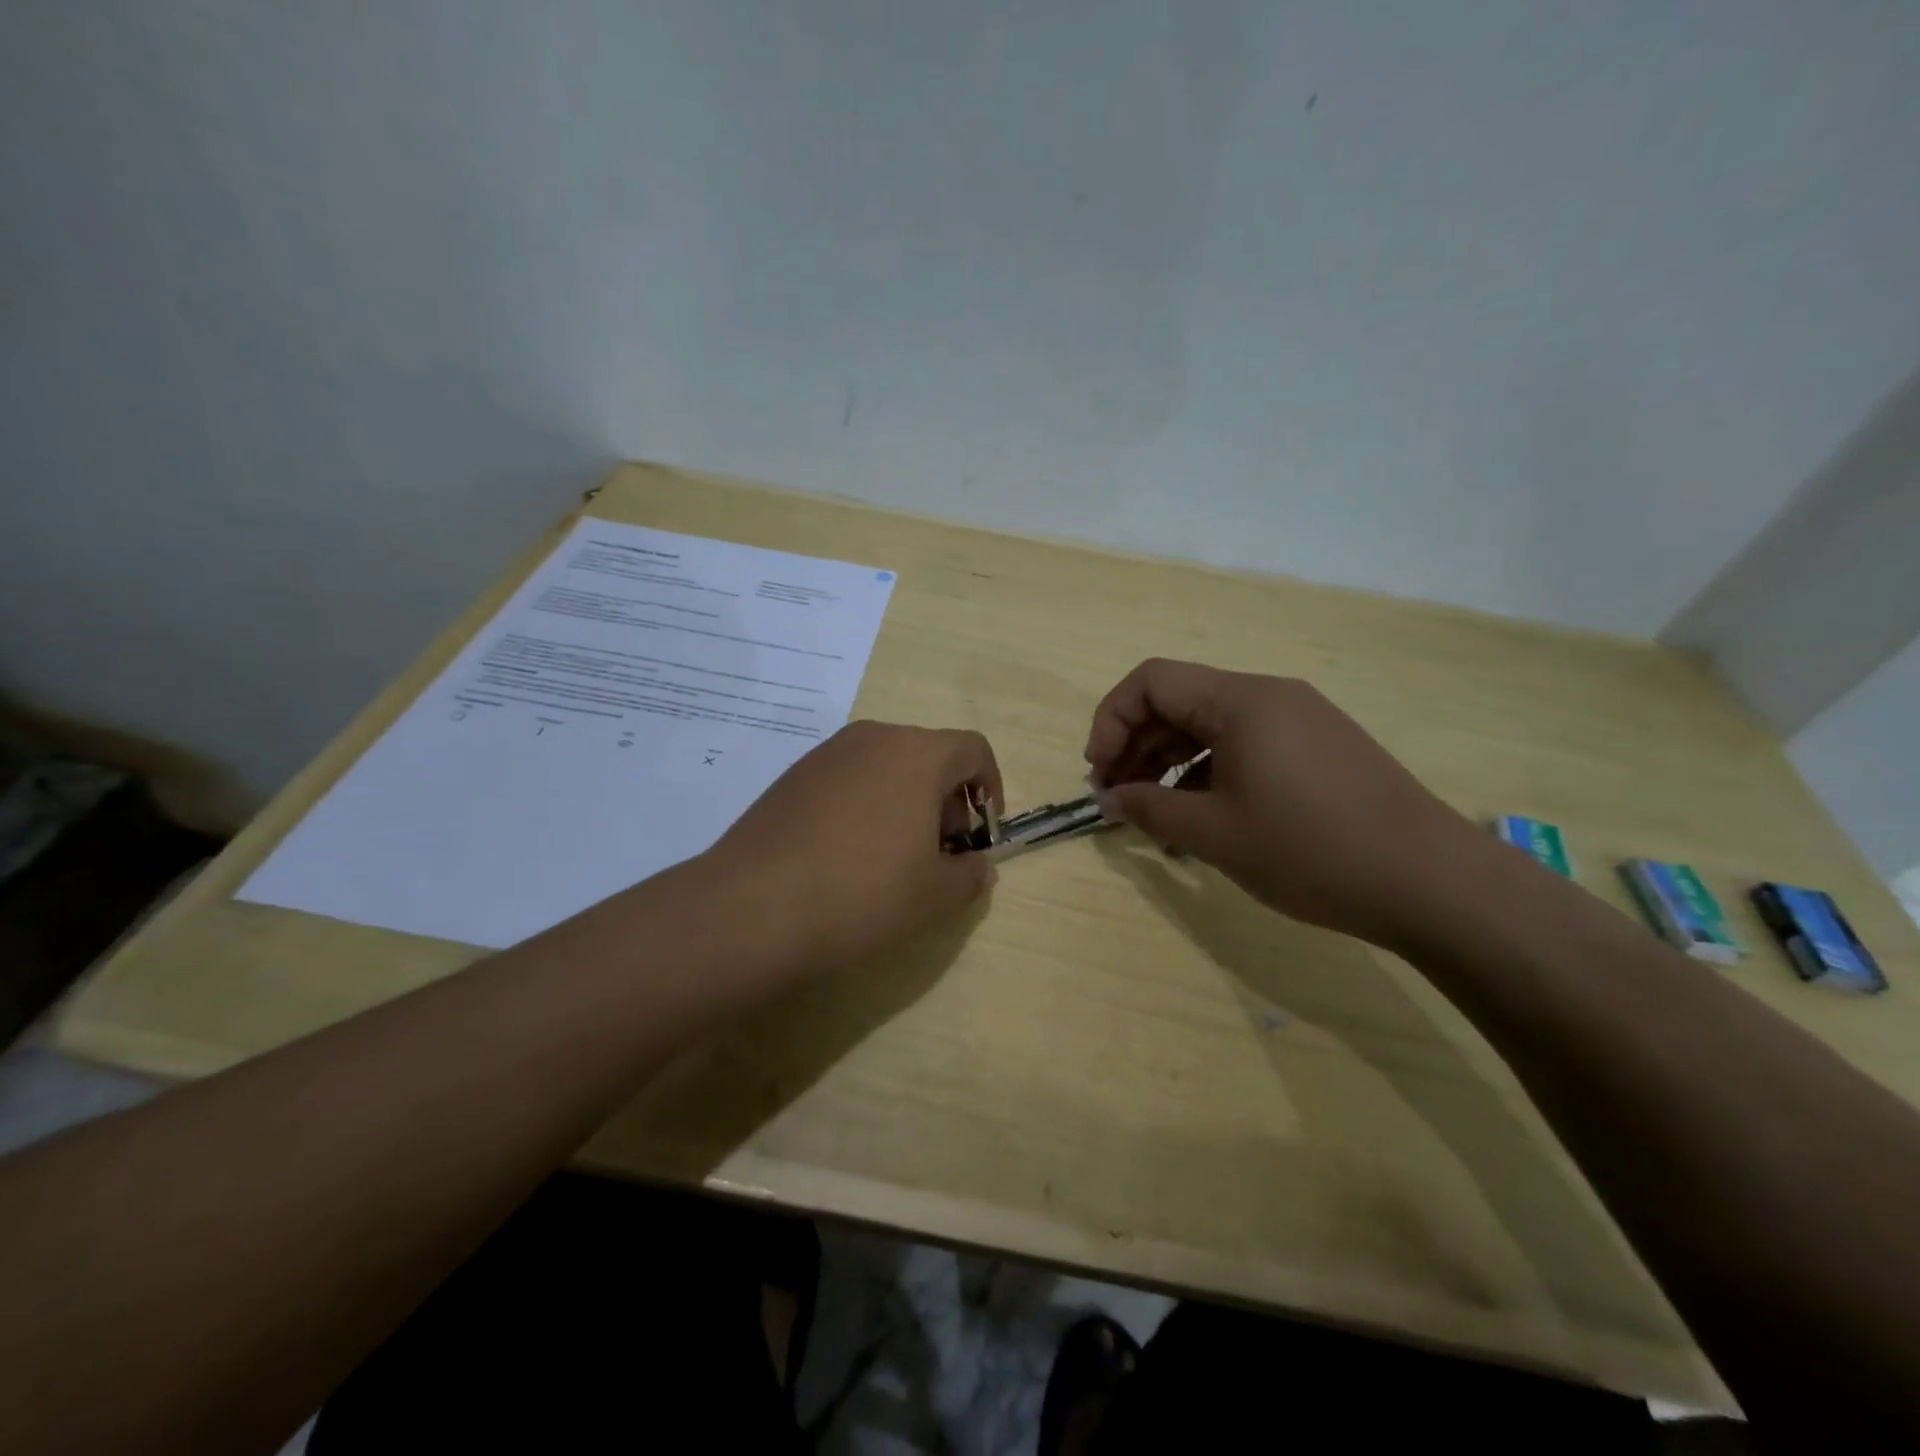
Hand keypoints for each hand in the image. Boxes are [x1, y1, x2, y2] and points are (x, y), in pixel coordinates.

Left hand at [702, 720, 1002, 970]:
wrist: (753, 907)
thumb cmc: (863, 892)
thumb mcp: (935, 894)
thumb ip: (971, 874)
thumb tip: (977, 866)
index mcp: (916, 753)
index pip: (973, 750)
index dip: (990, 789)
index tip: (980, 834)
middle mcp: (872, 738)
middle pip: (929, 756)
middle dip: (946, 801)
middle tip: (940, 854)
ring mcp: (826, 754)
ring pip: (886, 767)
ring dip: (906, 803)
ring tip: (894, 859)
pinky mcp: (792, 776)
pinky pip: (848, 780)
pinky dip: (866, 806)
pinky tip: (848, 856)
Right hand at [1084, 659, 1484, 948]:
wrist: (1431, 882)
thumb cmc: (1310, 850)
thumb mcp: (1215, 834)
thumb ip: (1150, 810)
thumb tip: (1109, 799)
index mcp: (1241, 701)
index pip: (1151, 681)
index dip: (1111, 720)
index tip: (1099, 772)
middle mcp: (1270, 695)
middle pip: (1179, 700)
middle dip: (1136, 744)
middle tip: (1117, 797)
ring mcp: (1300, 719)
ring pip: (1212, 724)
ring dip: (1170, 760)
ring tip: (1154, 810)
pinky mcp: (1319, 747)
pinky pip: (1245, 743)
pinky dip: (1209, 769)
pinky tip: (1203, 812)